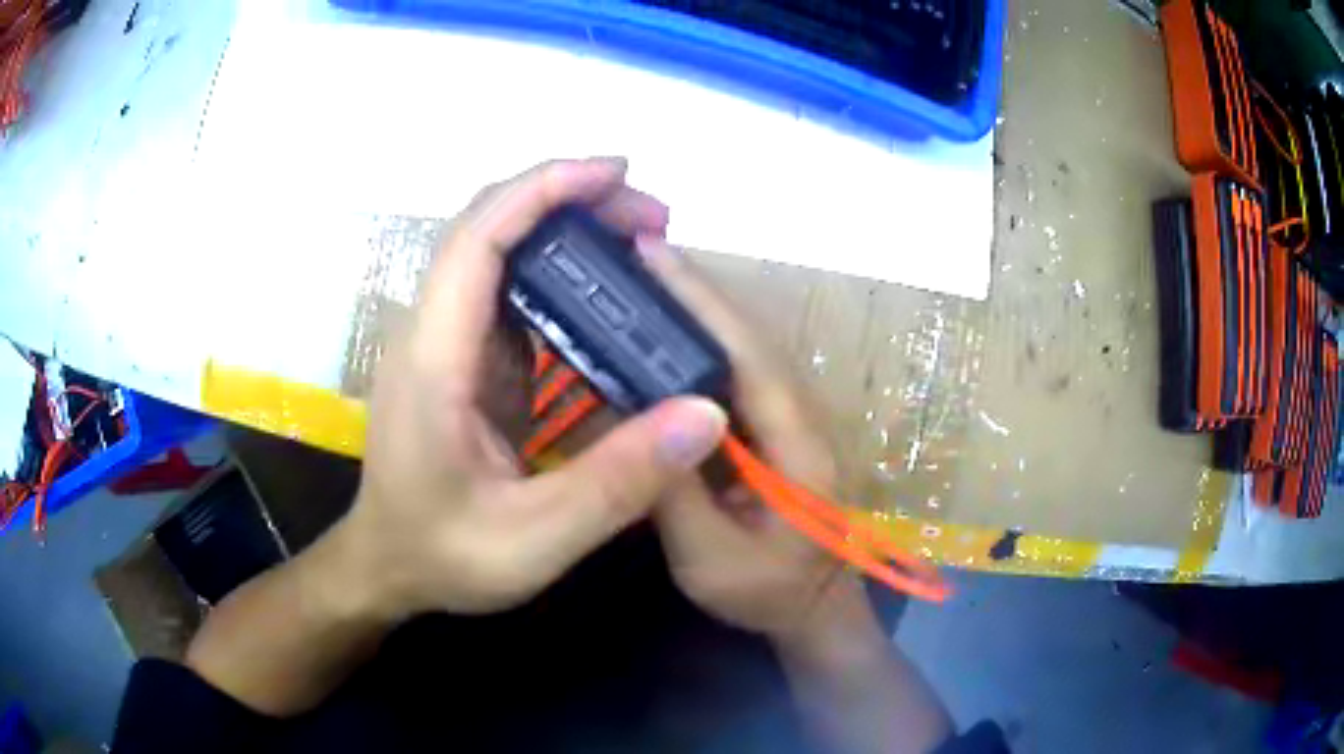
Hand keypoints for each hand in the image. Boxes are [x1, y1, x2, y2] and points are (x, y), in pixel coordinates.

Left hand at [340, 158, 728, 618]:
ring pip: (499, 252)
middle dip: (569, 201)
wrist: (388, 567)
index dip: (543, 189)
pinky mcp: (463, 360)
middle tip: (653, 218)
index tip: (616, 174)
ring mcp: (445, 342)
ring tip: (641, 244)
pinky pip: (509, 293)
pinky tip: (606, 295)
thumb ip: (617, 483)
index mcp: (434, 358)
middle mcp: (432, 331)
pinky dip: (560, 274)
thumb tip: (705, 413)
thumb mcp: (535, 539)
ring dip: (567, 231)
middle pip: (489, 227)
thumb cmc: (443, 554)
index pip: (478, 238)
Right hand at [638, 238, 865, 643]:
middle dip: (694, 291)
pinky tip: (664, 333)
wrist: (813, 608)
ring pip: (744, 348)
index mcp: (799, 445)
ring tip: (642, 278)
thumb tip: (633, 419)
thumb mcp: (712, 559)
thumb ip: (675, 494)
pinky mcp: (777, 426)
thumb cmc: (768, 592)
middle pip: (748, 338)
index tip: (655, 255)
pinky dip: (701, 343)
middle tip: (633, 253)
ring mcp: (793, 417)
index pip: (749, 356)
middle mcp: (804, 415)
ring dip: (697, 309)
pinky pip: (737, 373)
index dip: (702, 302)